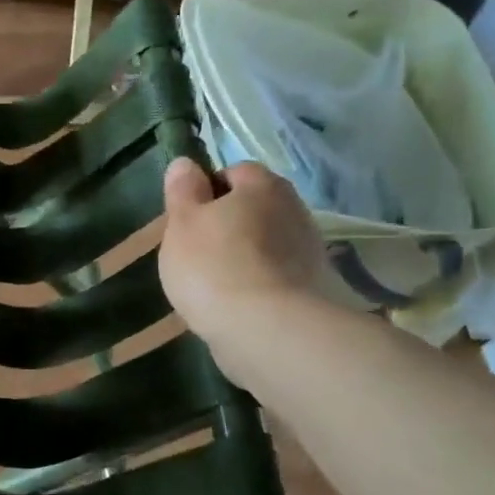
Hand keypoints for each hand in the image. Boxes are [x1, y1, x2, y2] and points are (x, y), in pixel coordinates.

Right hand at [159, 159, 324, 374]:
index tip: (188, 220)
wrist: (265, 330)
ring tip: (215, 284)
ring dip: (244, 256)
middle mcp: (294, 209)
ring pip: (265, 243)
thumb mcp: (182, 223)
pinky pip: (275, 275)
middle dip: (229, 224)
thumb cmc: (214, 266)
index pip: (234, 172)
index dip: (207, 192)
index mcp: (263, 185)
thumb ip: (183, 190)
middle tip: (197, 252)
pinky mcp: (312, 288)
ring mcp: (308, 250)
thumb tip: (186, 164)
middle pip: (254, 208)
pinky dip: (258, 284)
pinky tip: (237, 305)